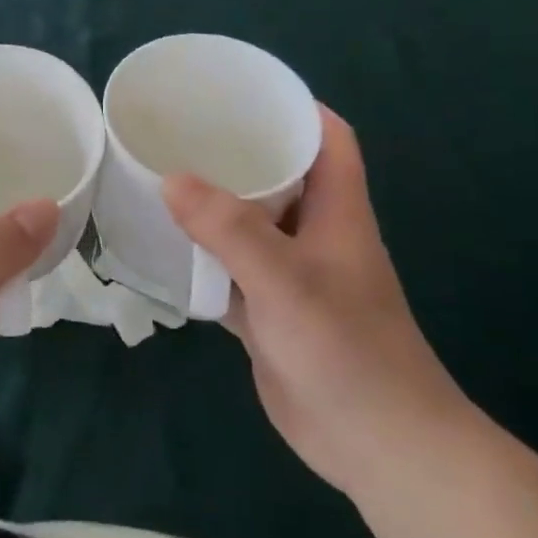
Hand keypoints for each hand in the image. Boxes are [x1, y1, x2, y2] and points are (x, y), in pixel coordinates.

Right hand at [163, 106, 474, 491]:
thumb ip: (230, 230)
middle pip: (280, 178)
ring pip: (248, 226)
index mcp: (337, 214)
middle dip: (236, 153)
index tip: (243, 91)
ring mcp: (290, 277)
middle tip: (180, 133)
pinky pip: (229, 272)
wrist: (377, 446)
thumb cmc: (347, 350)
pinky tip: (161, 250)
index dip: (296, 108)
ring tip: (160, 178)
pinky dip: (200, 260)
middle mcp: (315, 236)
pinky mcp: (269, 313)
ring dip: (212, 207)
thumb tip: (170, 179)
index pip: (328, 140)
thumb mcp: (287, 282)